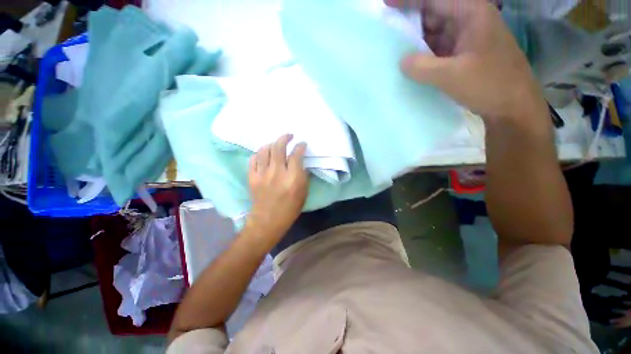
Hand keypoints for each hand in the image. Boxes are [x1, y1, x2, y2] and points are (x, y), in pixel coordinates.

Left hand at [246, 134, 307, 240]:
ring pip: (264, 150)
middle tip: (289, 136)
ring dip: (271, 143)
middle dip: (285, 138)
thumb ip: (303, 176)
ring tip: (275, 144)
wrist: (268, 221)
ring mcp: (262, 174)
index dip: (300, 146)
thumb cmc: (290, 209)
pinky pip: (253, 159)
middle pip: (278, 147)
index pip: (296, 154)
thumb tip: (300, 162)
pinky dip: (259, 154)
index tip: (302, 144)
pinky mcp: (252, 177)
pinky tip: (263, 155)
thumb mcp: (303, 193)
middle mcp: (277, 173)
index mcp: (292, 178)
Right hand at [388, 0, 547, 121]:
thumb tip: (401, 61)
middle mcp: (468, 21)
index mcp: (471, 13)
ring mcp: (466, 38)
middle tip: (387, 34)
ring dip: (415, 41)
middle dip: (410, 22)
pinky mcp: (463, 54)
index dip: (409, 0)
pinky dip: (423, 55)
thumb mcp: (452, 76)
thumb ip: (422, 66)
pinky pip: (438, 49)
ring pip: (434, 33)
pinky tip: (410, 64)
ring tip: (394, 50)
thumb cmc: (490, 85)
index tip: (386, 4)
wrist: (513, 106)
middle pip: (433, 13)